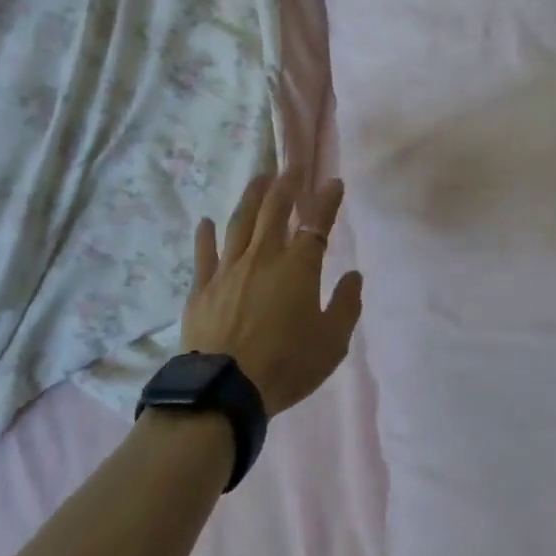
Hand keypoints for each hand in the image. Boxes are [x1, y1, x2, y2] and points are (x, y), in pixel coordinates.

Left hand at [181, 171, 363, 416]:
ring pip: (240, 222)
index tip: (334, 182)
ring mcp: (229, 269)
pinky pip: (204, 253)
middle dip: (287, 184)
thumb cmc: (286, 365)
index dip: (327, 200)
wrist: (225, 390)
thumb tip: (353, 276)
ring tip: (259, 178)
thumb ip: (346, 305)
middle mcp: (264, 257)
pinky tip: (205, 221)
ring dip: (251, 196)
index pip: (317, 224)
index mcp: (299, 267)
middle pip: (275, 210)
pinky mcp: (202, 287)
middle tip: (292, 166)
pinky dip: (205, 235)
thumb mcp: (332, 342)